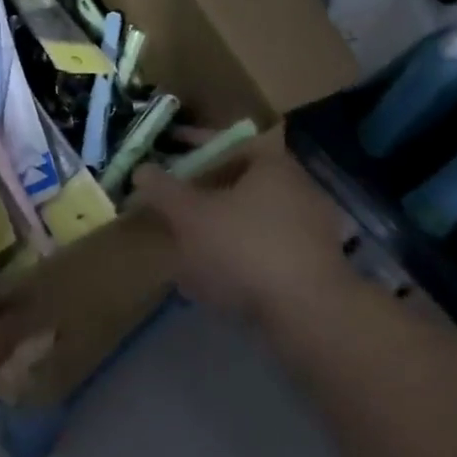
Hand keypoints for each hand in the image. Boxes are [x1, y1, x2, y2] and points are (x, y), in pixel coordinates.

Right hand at [132, 141, 353, 328]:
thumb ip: (163, 191)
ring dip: (217, 229)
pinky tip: (212, 282)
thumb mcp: (191, 216)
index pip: (225, 141)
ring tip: (184, 249)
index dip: (191, 143)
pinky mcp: (313, 266)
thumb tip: (142, 170)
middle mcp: (296, 187)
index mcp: (270, 163)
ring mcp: (310, 228)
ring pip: (250, 219)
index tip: (167, 148)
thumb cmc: (245, 248)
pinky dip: (237, 257)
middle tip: (173, 202)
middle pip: (238, 181)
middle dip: (202, 192)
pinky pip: (264, 250)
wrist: (310, 314)